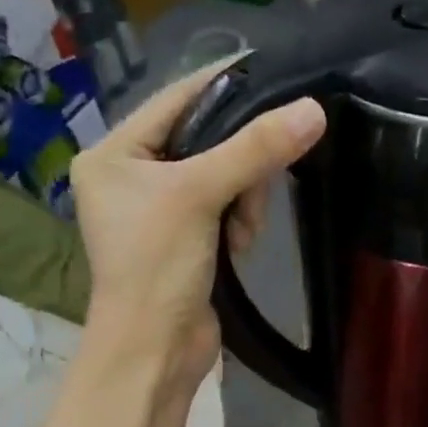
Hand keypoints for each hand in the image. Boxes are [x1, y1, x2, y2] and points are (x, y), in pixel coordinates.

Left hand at [69, 64, 325, 386]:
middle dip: (238, 166)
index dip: (224, 86)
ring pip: (222, 178)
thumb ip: (254, 150)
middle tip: (252, 194)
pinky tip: (240, 247)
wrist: (154, 352)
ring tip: (241, 235)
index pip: (176, 98)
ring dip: (243, 201)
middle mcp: (132, 177)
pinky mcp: (186, 243)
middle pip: (205, 140)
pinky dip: (239, 223)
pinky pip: (225, 211)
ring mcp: (160, 213)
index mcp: (115, 153)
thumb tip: (313, 110)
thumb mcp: (199, 196)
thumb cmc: (157, 266)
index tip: (274, 75)